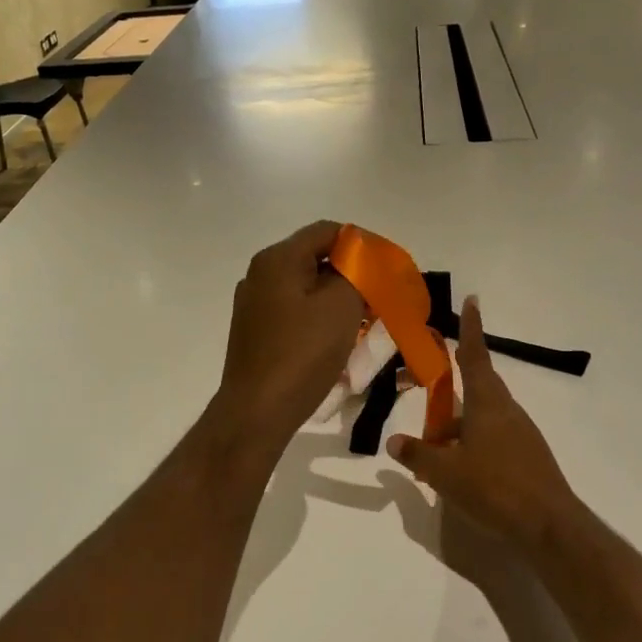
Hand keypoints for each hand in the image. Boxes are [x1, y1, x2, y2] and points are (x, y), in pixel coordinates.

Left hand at [216, 221, 365, 450]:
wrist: (257, 410)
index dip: (362, 244)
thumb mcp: (342, 305)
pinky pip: (294, 311)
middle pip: (315, 258)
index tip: (387, 269)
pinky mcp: (254, 331)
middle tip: (380, 296)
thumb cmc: (302, 353)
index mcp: (277, 258)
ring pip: (306, 287)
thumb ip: (357, 273)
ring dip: (336, 298)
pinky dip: (318, 317)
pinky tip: (336, 339)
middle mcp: (260, 274)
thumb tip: (359, 266)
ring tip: (364, 320)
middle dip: (351, 274)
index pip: (327, 231)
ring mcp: (253, 304)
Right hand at [388, 298, 580, 544]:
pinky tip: (462, 473)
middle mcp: (507, 411)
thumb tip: (394, 442)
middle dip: (452, 395)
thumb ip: (418, 454)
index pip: (475, 356)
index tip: (472, 300)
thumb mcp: (444, 473)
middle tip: (429, 406)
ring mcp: (522, 434)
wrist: (549, 526)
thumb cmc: (494, 488)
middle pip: (477, 390)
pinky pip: (494, 439)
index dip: (471, 328)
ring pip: (483, 418)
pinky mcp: (529, 456)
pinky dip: (474, 446)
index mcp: (487, 403)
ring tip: (436, 454)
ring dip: (460, 428)